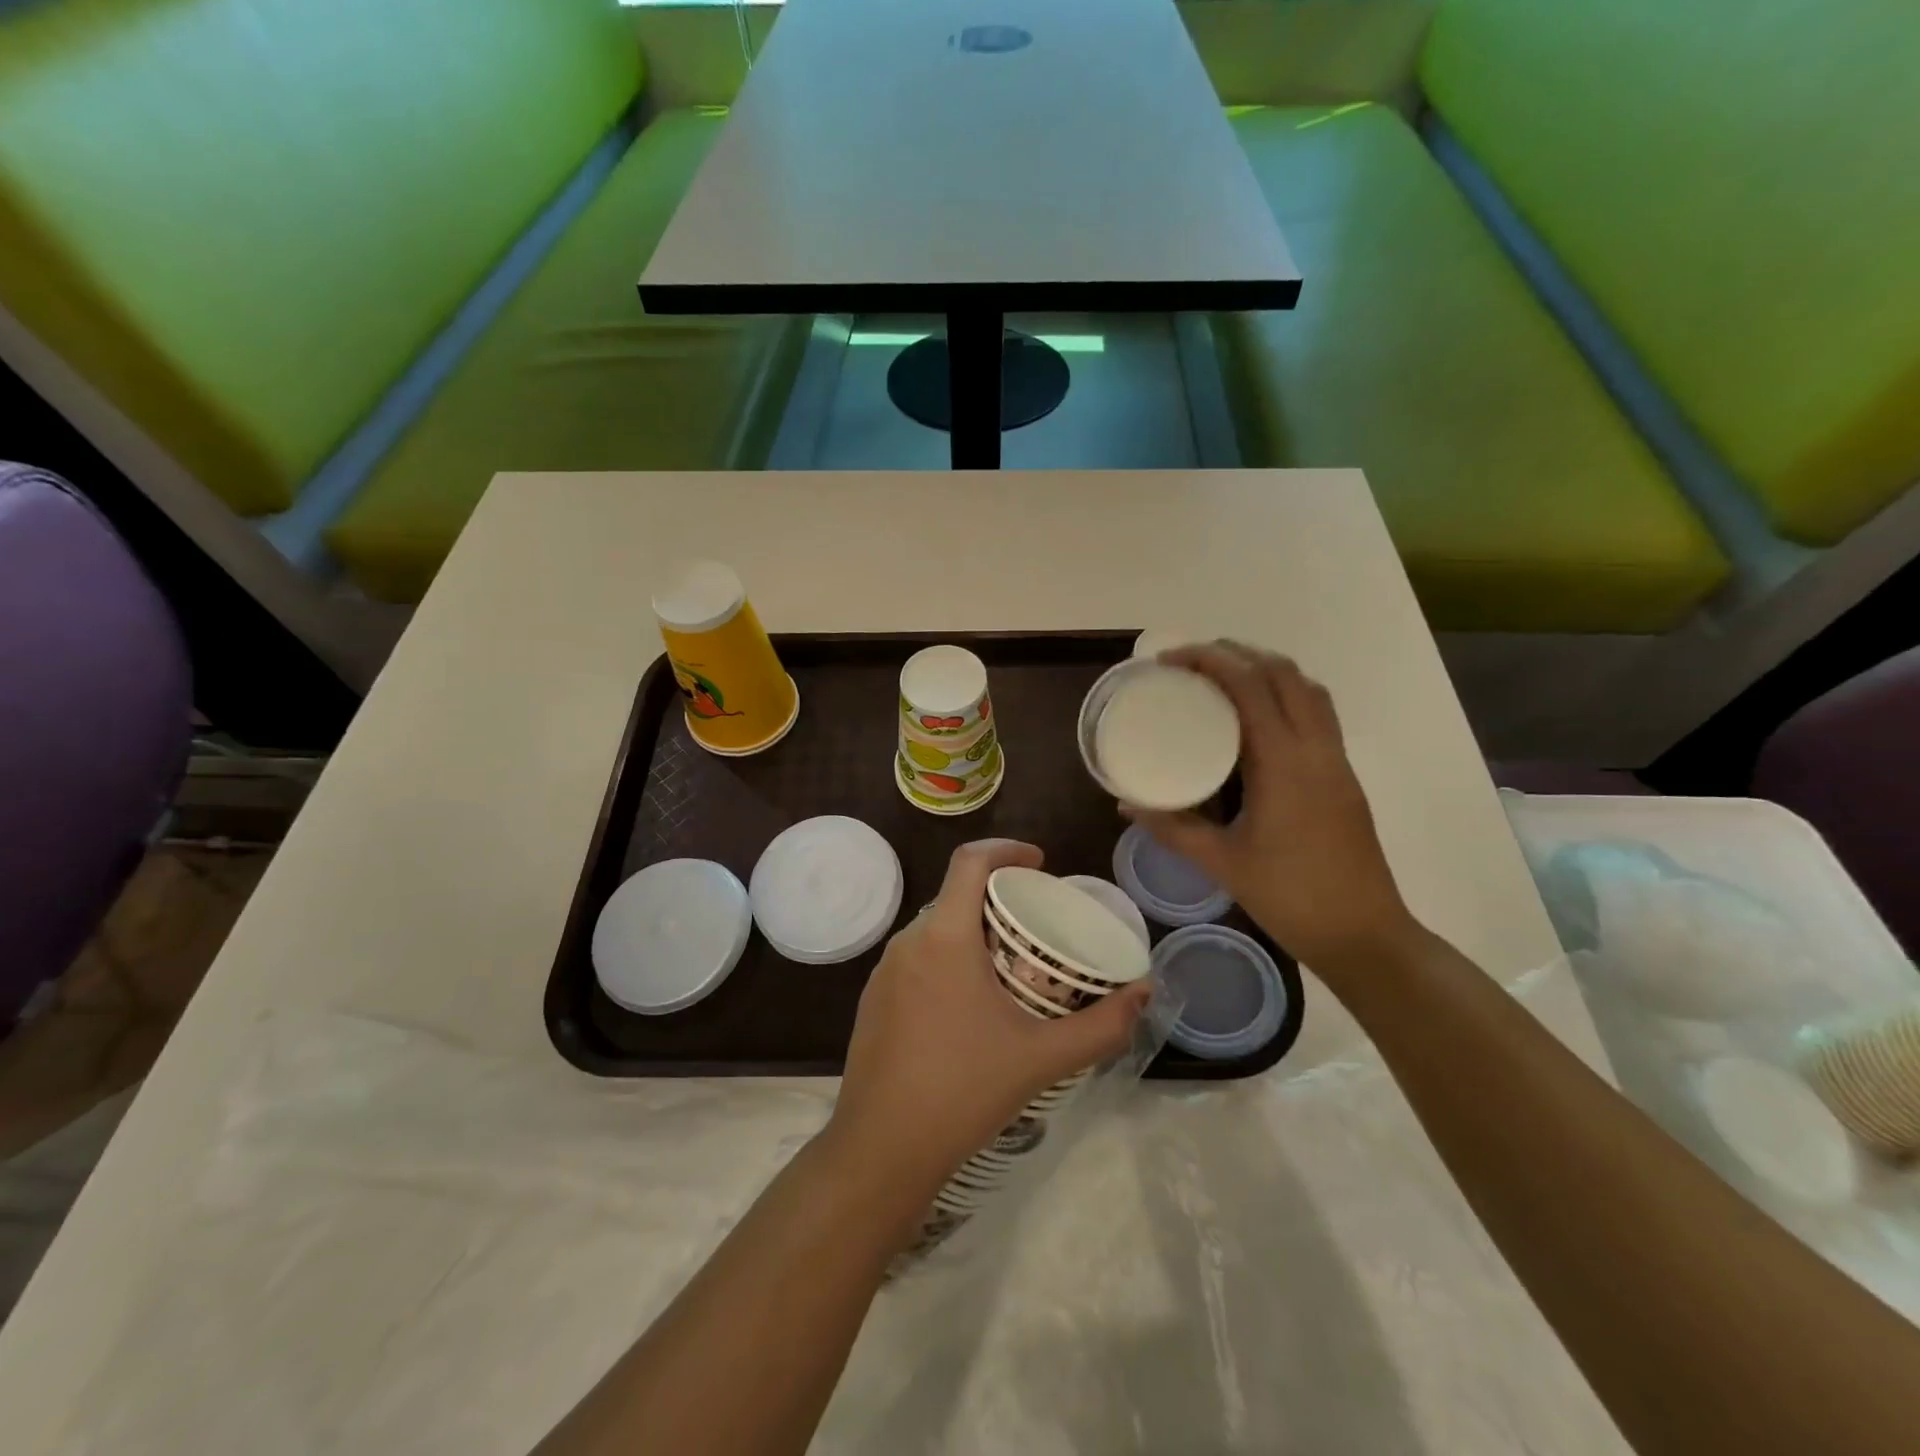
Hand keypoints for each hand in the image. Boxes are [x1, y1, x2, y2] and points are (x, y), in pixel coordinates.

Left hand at [825, 840, 1149, 1198]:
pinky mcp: (872, 1000)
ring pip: (934, 928)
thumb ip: (1100, 1025)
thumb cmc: (963, 1092)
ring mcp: (883, 971)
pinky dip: (947, 958)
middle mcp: (907, 942)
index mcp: (944, 937)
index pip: (969, 861)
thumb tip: (1144, 993)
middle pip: (954, 895)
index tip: (1040, 862)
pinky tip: (970, 1003)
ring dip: (972, 930)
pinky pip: (916, 959)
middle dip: (996, 896)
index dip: (1006, 849)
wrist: (881, 1150)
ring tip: (1010, 964)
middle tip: (1036, 923)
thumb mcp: (1042, 1058)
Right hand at [1125, 642, 1421, 976]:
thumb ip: (1171, 827)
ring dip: (1266, 671)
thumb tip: (1125, 804)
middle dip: (1237, 654)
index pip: (1249, 687)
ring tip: (1223, 679)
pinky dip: (1285, 696)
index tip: (1168, 661)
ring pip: (1307, 689)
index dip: (1208, 661)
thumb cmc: (1289, 896)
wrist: (1364, 935)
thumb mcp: (1220, 862)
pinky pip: (1317, 713)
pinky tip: (1255, 720)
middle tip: (1191, 663)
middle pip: (1283, 673)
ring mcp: (1336, 760)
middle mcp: (1315, 749)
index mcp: (1283, 763)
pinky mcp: (1343, 776)